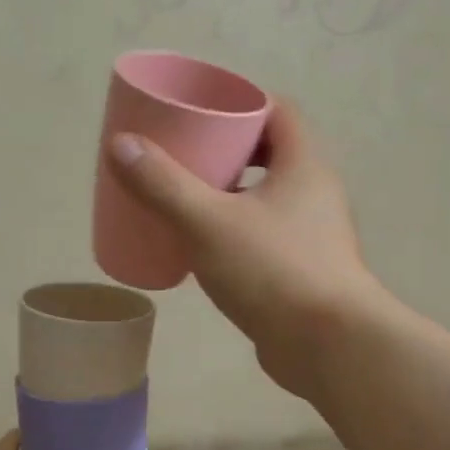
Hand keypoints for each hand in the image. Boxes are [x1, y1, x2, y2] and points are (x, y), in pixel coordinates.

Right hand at [106, 99, 385, 399]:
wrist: (328, 346)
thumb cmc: (273, 270)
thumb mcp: (208, 221)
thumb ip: (163, 184)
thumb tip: (121, 144)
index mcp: (303, 165)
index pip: (278, 111)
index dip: (241, 103)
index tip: (201, 112)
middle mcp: (314, 193)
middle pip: (268, 154)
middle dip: (225, 151)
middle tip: (182, 156)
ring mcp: (312, 234)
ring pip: (265, 198)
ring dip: (228, 194)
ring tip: (184, 199)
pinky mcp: (302, 271)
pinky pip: (263, 235)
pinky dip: (234, 231)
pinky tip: (202, 248)